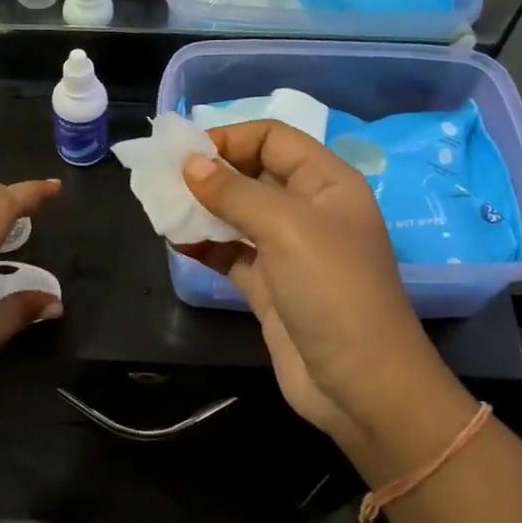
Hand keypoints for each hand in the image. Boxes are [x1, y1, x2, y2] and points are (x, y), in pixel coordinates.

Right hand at [175, 122, 451, 449]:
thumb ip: (235, 193)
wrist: (359, 384)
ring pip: (236, 214)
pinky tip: (176, 241)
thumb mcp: (286, 228)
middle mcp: (307, 209)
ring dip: (201, 208)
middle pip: (252, 173)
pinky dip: (204, 244)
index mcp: (326, 183)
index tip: (186, 154)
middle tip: (163, 180)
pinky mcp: (268, 286)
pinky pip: (230, 252)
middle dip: (209, 173)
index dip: (231, 138)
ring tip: (162, 209)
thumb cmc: (332, 291)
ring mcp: (287, 250)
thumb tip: (190, 165)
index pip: (274, 139)